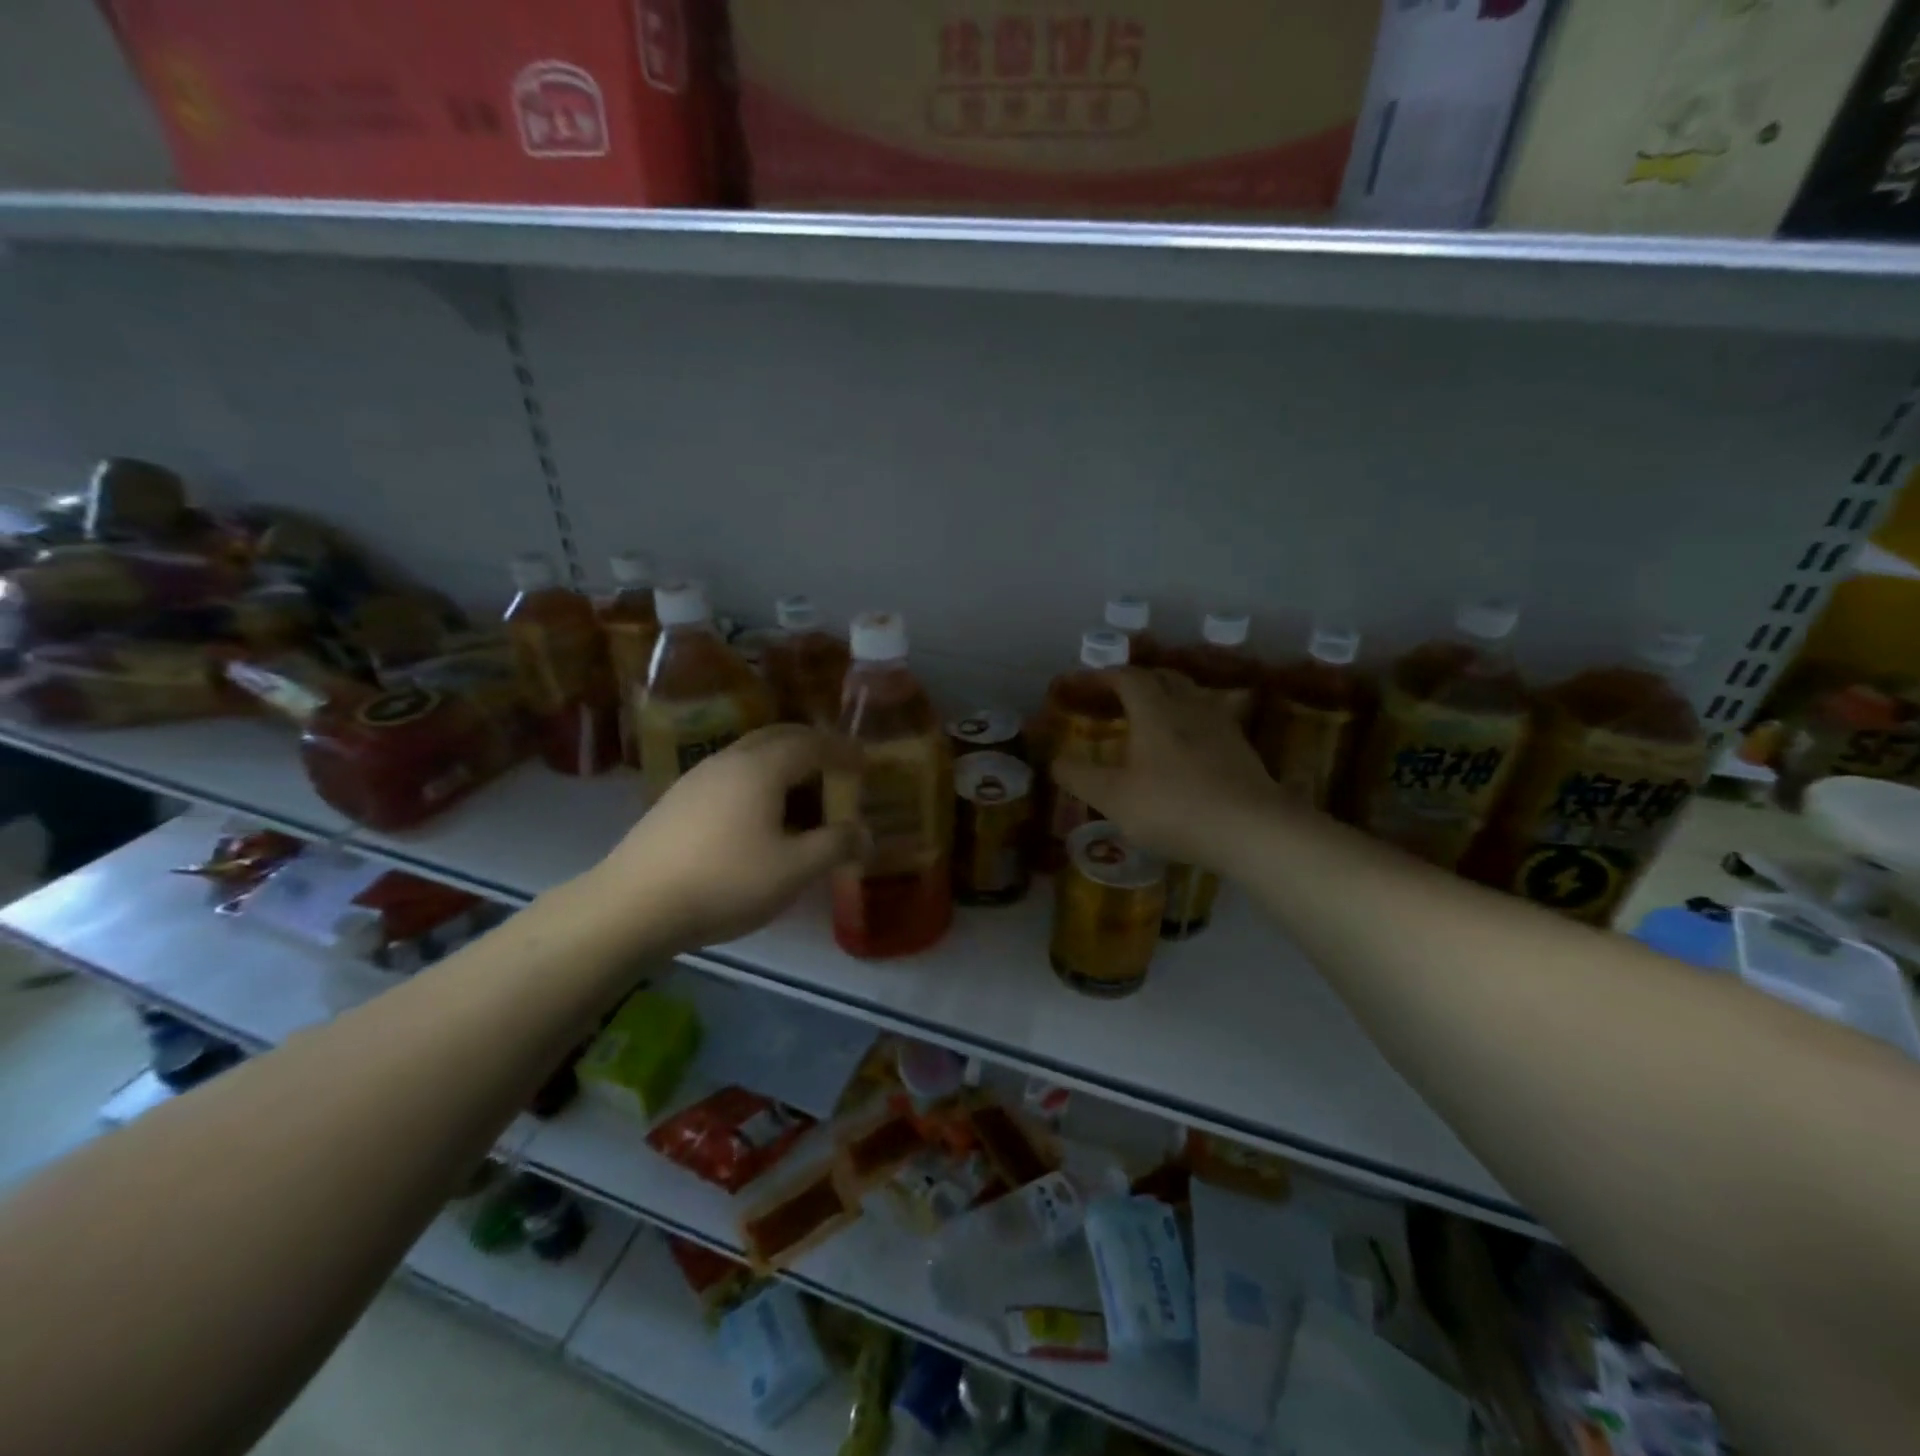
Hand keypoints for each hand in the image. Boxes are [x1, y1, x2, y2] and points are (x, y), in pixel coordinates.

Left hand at [584, 725, 863, 950]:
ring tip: (802, 794)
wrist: (633, 905)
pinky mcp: (677, 800)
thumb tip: (865, 833)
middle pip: (779, 737)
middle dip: (813, 747)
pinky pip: (731, 776)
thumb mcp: (794, 869)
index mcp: (761, 767)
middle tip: (837, 768)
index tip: (865, 762)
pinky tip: (759, 816)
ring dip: (783, 765)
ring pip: (751, 755)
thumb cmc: (725, 881)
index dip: (843, 750)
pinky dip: (759, 782)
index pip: (812, 743)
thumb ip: (835, 846)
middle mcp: (729, 760)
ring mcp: (697, 778)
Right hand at [1051, 668, 1279, 869]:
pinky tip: (1189, 745)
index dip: (1103, 676)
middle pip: (1163, 678)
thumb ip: (1080, 777)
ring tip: (1153, 716)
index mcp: (1155, 711)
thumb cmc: (1173, 808)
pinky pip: (1211, 720)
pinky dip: (1191, 722)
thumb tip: (1054, 761)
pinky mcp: (1242, 748)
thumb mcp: (1114, 798)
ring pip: (1192, 696)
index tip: (1084, 683)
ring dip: (1168, 697)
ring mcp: (1221, 726)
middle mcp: (1189, 707)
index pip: (1127, 677)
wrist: (1251, 829)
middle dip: (1137, 680)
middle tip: (1117, 696)